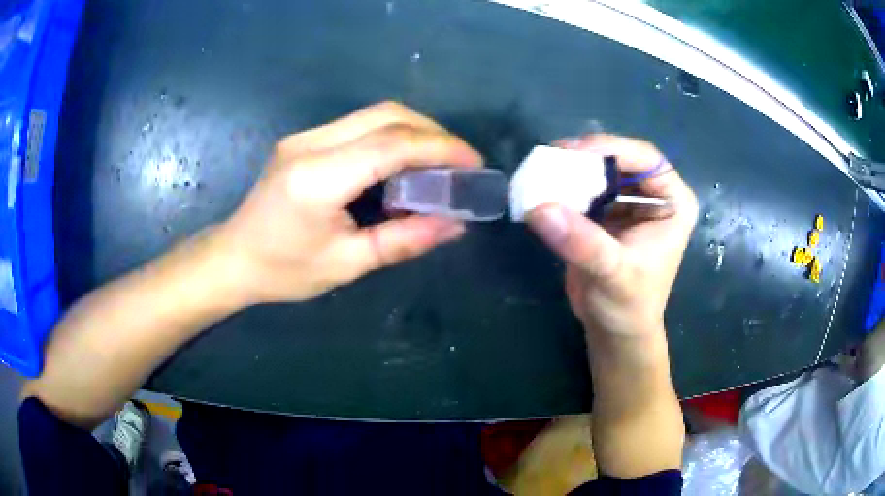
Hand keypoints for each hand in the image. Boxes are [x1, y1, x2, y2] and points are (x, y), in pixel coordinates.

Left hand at [212, 102, 482, 304]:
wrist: (234, 258)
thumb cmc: (284, 270)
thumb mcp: (346, 263)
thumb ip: (403, 240)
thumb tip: (454, 224)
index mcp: (318, 178)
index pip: (392, 145)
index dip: (440, 148)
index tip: (474, 163)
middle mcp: (310, 144)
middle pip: (386, 115)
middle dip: (432, 133)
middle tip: (460, 162)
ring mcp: (304, 137)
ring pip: (374, 115)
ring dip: (414, 131)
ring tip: (438, 163)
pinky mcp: (304, 140)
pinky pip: (358, 126)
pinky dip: (391, 137)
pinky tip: (402, 163)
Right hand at [526, 135, 697, 338]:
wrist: (614, 332)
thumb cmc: (628, 306)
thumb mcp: (613, 274)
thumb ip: (583, 242)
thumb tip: (540, 208)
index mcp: (674, 202)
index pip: (646, 159)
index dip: (611, 148)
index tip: (572, 150)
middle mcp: (653, 196)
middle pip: (619, 159)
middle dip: (586, 158)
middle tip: (550, 158)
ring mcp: (628, 202)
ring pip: (599, 171)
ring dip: (571, 171)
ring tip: (542, 172)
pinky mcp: (606, 213)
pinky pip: (584, 189)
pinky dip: (564, 189)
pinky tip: (543, 190)